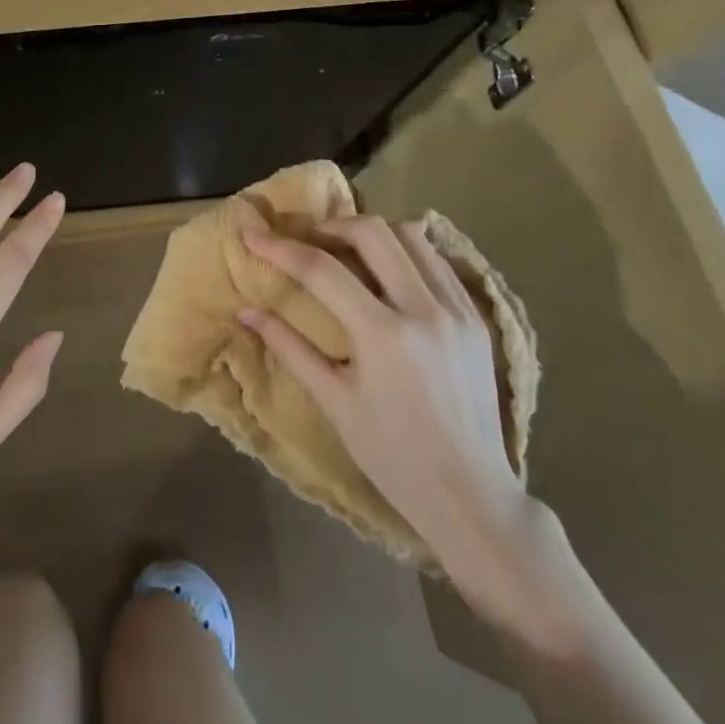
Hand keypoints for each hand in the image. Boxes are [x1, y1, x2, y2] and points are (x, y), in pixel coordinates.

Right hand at [240, 217, 578, 646]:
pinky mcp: (478, 318)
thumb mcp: (334, 402)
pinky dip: (407, 251)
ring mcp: (458, 311)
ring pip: (412, 236)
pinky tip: (389, 269)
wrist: (471, 497)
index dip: (281, 248)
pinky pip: (439, 261)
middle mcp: (425, 310)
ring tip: (348, 249)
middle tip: (309, 240)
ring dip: (373, 233)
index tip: (253, 235)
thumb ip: (290, 348)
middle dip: (332, 226)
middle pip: (373, 233)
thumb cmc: (393, 457)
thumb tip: (246, 311)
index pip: (322, 270)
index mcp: (384, 336)